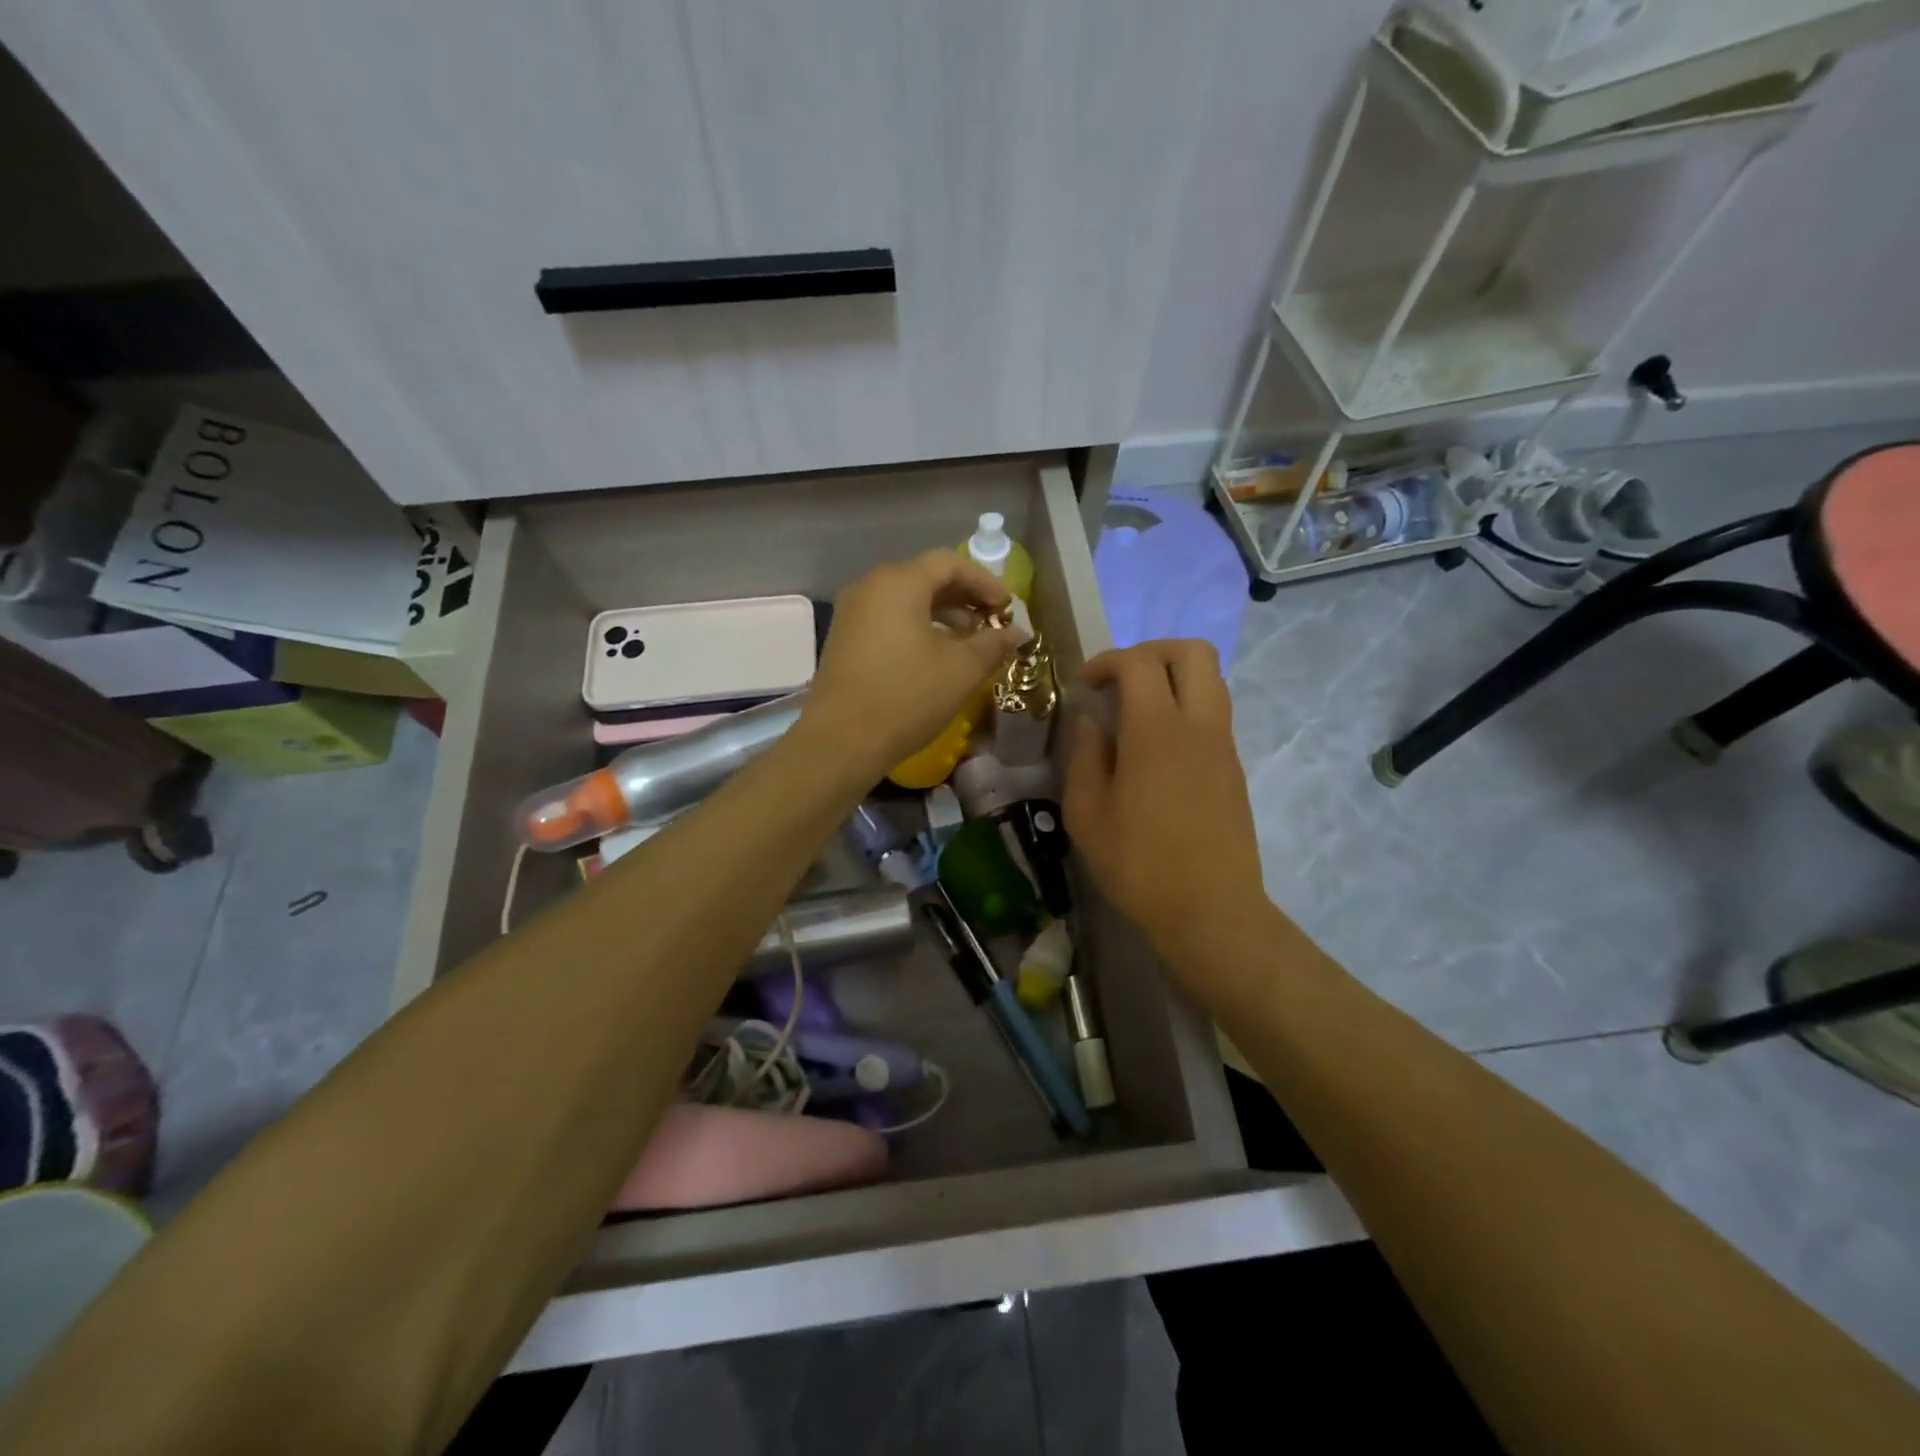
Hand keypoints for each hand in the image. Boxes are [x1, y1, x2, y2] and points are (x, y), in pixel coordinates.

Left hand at [803, 550, 1017, 777]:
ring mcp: (852, 613)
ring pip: (906, 600)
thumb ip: (993, 644)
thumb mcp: (962, 670)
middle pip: (925, 578)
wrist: (842, 741)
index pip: (949, 563)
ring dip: (942, 615)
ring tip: (969, 641)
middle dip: (964, 598)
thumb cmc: (908, 696)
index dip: (984, 582)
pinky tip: (935, 656)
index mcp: (899, 582)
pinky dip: (917, 628)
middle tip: (991, 622)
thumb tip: (1014, 633)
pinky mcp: (844, 640)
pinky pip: (888, 620)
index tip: (1006, 609)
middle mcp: (870, 587)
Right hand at [1064, 641, 1269, 966]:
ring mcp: (1224, 745)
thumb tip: (1089, 720)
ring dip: (1173, 677)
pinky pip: (1214, 712)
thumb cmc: (1139, 863)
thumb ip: (1084, 755)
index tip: (1083, 686)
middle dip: (1151, 651)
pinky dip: (1185, 707)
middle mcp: (1199, 724)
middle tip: (1119, 679)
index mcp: (1157, 730)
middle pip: (1193, 652)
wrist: (1211, 910)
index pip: (1139, 663)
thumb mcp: (1087, 812)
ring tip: (1136, 711)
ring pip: (1211, 679)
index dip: (1106, 661)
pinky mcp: (1234, 767)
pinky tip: (1156, 747)